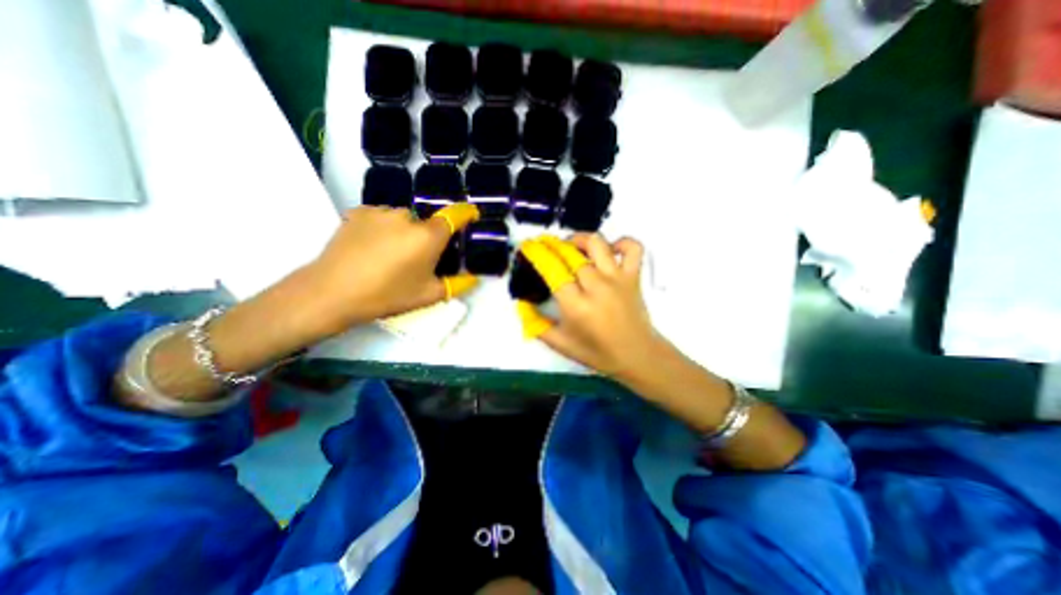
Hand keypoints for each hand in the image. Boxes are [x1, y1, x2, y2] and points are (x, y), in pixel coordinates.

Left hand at [300, 206, 477, 333]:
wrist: (331, 292)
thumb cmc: (387, 294)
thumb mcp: (428, 295)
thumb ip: (457, 285)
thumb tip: (474, 279)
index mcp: (428, 236)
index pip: (454, 215)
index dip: (466, 213)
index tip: (471, 215)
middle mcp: (407, 216)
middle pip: (426, 223)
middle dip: (426, 238)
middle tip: (415, 260)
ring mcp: (380, 211)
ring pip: (403, 220)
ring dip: (403, 232)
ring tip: (389, 255)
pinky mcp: (358, 212)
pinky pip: (381, 217)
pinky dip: (383, 228)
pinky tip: (370, 247)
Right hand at [518, 234, 669, 378]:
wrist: (637, 356)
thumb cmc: (597, 352)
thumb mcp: (560, 344)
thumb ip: (537, 325)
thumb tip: (521, 304)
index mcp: (576, 306)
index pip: (551, 270)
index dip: (537, 254)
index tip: (528, 246)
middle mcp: (596, 287)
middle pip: (570, 253)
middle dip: (553, 244)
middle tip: (545, 245)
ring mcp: (617, 279)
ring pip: (597, 244)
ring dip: (580, 239)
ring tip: (571, 244)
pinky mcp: (634, 276)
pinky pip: (632, 248)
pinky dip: (621, 242)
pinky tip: (609, 250)